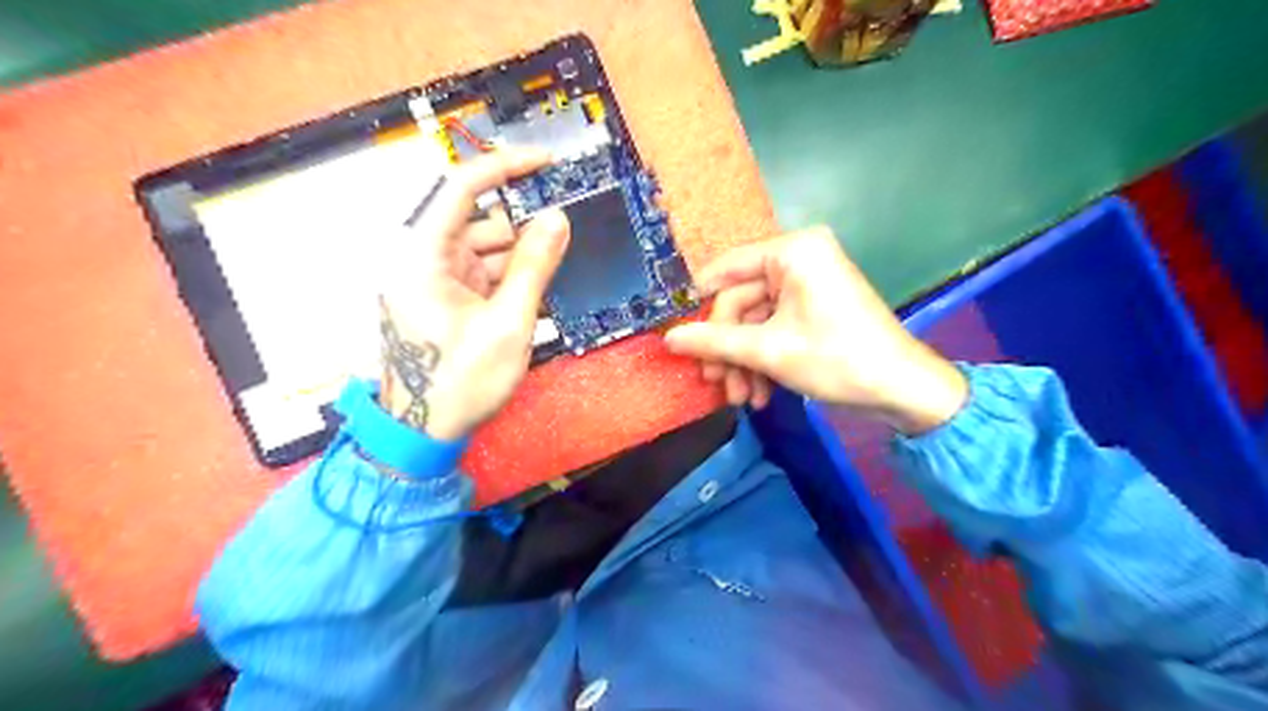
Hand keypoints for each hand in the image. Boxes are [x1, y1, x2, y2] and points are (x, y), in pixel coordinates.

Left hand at [375, 147, 568, 440]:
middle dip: (524, 233)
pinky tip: (530, 304)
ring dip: (520, 264)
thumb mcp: (508, 324)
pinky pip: (483, 275)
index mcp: (423, 256)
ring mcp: (433, 281)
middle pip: (482, 222)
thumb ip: (535, 268)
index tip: (548, 163)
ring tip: (548, 289)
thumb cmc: (459, 383)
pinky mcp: (443, 299)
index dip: (507, 167)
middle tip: (565, 245)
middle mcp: (423, 259)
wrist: (421, 434)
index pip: (463, 188)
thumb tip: (557, 219)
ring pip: (487, 251)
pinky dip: (509, 283)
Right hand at [665, 228, 962, 436]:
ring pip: (755, 322)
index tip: (676, 335)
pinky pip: (774, 329)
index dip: (698, 303)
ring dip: (744, 362)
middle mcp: (799, 259)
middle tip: (716, 384)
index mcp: (793, 251)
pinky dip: (763, 361)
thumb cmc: (837, 359)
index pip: (726, 269)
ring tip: (741, 399)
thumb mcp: (768, 350)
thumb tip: (669, 338)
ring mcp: (807, 285)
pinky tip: (759, 394)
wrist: (903, 390)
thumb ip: (715, 341)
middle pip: (740, 303)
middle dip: (728, 349)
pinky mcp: (813, 309)